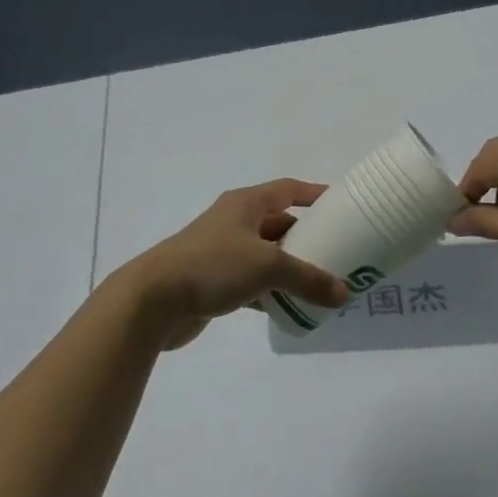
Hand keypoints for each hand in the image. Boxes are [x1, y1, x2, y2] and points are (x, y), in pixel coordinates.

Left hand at [109, 180, 350, 349]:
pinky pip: (252, 281)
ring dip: (290, 267)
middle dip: (307, 236)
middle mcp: (235, 221)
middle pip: (279, 222)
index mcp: (246, 204)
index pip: (288, 189)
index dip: (315, 194)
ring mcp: (222, 251)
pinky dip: (271, 291)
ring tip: (321, 282)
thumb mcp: (268, 267)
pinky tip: (289, 307)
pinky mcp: (214, 281)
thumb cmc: (212, 266)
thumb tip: (345, 294)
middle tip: (338, 251)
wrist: (152, 300)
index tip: (341, 204)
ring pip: (266, 254)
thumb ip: (308, 279)